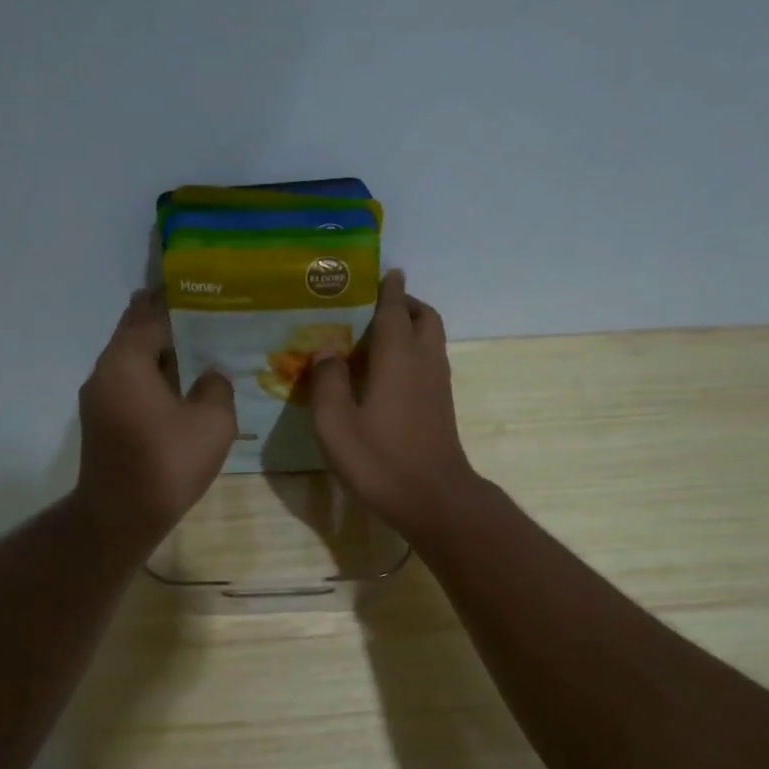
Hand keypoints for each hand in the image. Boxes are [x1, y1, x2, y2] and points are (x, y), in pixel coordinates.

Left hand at [74, 291, 236, 554]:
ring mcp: (97, 399)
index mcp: (126, 361)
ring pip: (129, 361)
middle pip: (133, 334)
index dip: (175, 302)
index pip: (150, 316)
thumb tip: (211, 376)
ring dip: (157, 352)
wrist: (120, 516)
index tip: (198, 290)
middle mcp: (104, 372)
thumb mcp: (212, 422)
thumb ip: (217, 388)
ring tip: (194, 348)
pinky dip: (150, 376)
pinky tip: (178, 387)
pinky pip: (128, 384)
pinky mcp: (101, 422)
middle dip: (162, 322)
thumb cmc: (167, 463)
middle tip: (199, 314)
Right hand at [305, 270, 479, 535]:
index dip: (389, 289)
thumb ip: (327, 382)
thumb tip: (326, 350)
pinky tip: (390, 372)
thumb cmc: (380, 459)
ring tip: (381, 336)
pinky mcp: (442, 405)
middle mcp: (424, 361)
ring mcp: (438, 384)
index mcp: (397, 357)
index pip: (394, 310)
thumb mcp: (336, 424)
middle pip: (425, 317)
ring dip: (413, 327)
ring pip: (432, 339)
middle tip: (378, 305)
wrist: (432, 497)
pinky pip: (431, 361)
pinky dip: (415, 351)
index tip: (385, 271)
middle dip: (406, 304)